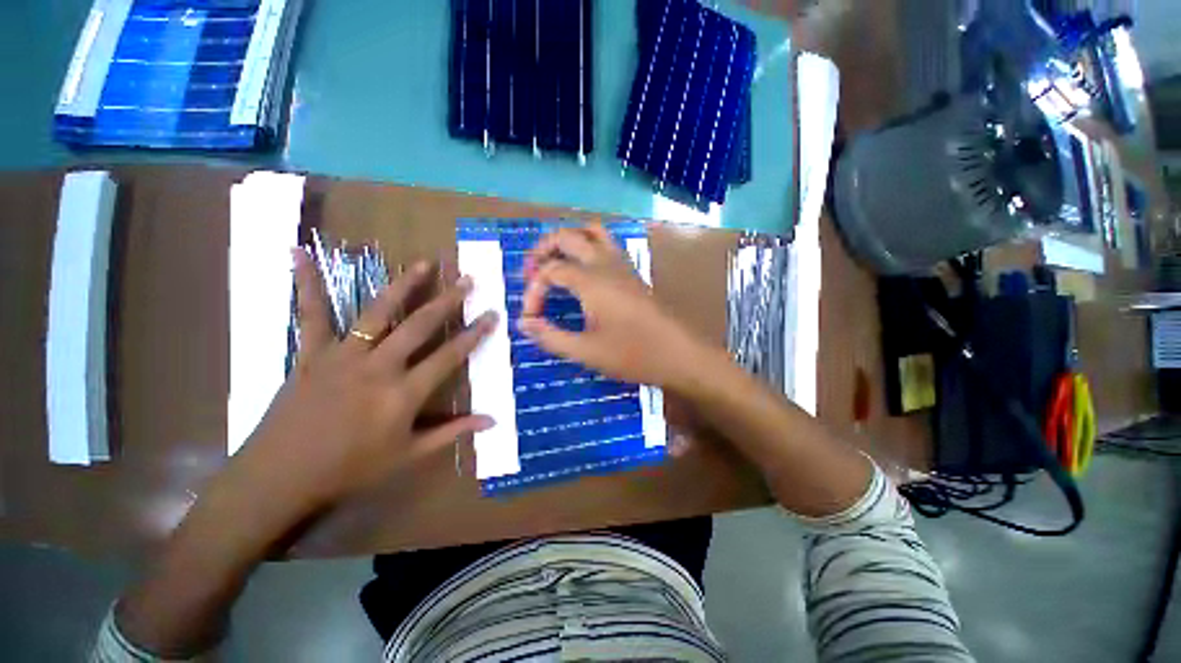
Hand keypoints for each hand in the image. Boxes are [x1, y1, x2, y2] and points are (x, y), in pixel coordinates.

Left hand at [231, 251, 497, 517]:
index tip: (492, 314)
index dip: (475, 334)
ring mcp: (343, 355)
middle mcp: (379, 367)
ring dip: (404, 285)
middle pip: (420, 326)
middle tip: (468, 279)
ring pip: (378, 312)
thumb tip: (492, 421)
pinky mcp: (312, 353)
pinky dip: (306, 283)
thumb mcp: (409, 456)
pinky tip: (299, 253)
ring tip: (424, 262)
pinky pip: (311, 314)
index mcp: (403, 394)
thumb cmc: (351, 468)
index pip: (450, 356)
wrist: (280, 477)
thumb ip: (452, 432)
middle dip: (448, 300)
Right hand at [518, 225, 707, 390]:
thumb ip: (551, 336)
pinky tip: (584, 271)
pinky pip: (607, 245)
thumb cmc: (634, 354)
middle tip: (530, 272)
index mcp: (591, 280)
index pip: (550, 271)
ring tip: (554, 262)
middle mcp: (605, 263)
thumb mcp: (586, 351)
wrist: (681, 354)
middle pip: (567, 236)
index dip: (533, 290)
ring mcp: (623, 265)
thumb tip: (524, 323)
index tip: (531, 317)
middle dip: (542, 249)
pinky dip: (588, 247)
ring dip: (568, 241)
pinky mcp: (633, 273)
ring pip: (591, 232)